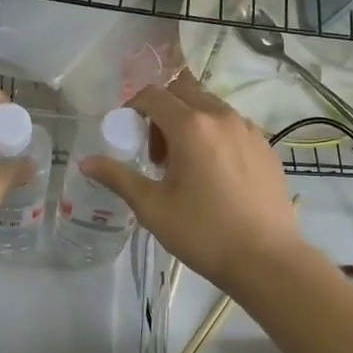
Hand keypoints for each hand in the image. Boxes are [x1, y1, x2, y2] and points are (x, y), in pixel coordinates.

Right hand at [79, 74, 307, 289]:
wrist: (267, 260)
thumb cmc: (203, 233)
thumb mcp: (152, 207)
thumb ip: (118, 178)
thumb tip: (86, 163)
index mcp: (191, 126)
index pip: (153, 95)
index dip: (133, 107)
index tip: (127, 133)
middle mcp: (221, 116)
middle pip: (183, 92)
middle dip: (162, 111)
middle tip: (156, 151)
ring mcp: (249, 130)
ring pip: (210, 107)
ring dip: (189, 122)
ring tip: (184, 165)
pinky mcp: (266, 147)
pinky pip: (232, 126)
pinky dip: (214, 135)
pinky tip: (214, 174)